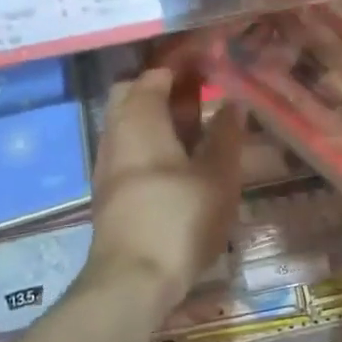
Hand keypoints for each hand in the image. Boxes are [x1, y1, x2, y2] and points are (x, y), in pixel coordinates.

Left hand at [86, 67, 243, 312]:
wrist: (133, 279)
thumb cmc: (180, 220)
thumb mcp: (218, 177)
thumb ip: (226, 136)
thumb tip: (233, 104)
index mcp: (140, 119)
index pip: (155, 75)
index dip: (182, 65)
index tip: (211, 63)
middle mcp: (116, 133)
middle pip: (133, 94)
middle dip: (165, 88)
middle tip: (201, 94)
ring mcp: (108, 163)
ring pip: (129, 123)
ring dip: (159, 117)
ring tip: (198, 128)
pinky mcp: (109, 189)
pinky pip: (128, 148)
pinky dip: (151, 141)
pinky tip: (179, 161)